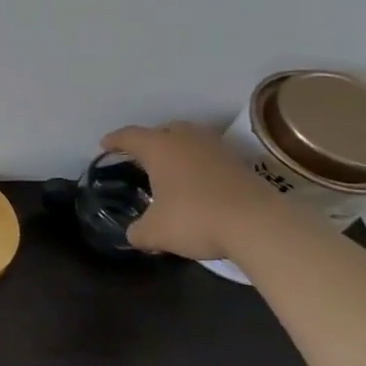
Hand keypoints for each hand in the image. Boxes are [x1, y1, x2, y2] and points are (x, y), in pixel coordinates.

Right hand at [99, 121, 290, 260]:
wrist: (260, 226)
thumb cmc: (195, 218)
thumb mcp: (155, 232)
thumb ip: (138, 231)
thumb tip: (133, 235)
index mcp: (158, 148)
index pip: (129, 136)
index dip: (114, 141)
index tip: (104, 146)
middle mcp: (186, 141)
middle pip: (164, 130)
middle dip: (151, 140)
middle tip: (142, 155)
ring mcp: (217, 150)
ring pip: (192, 140)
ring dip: (179, 150)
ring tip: (172, 168)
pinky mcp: (242, 165)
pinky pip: (211, 156)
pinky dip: (201, 164)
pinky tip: (198, 183)